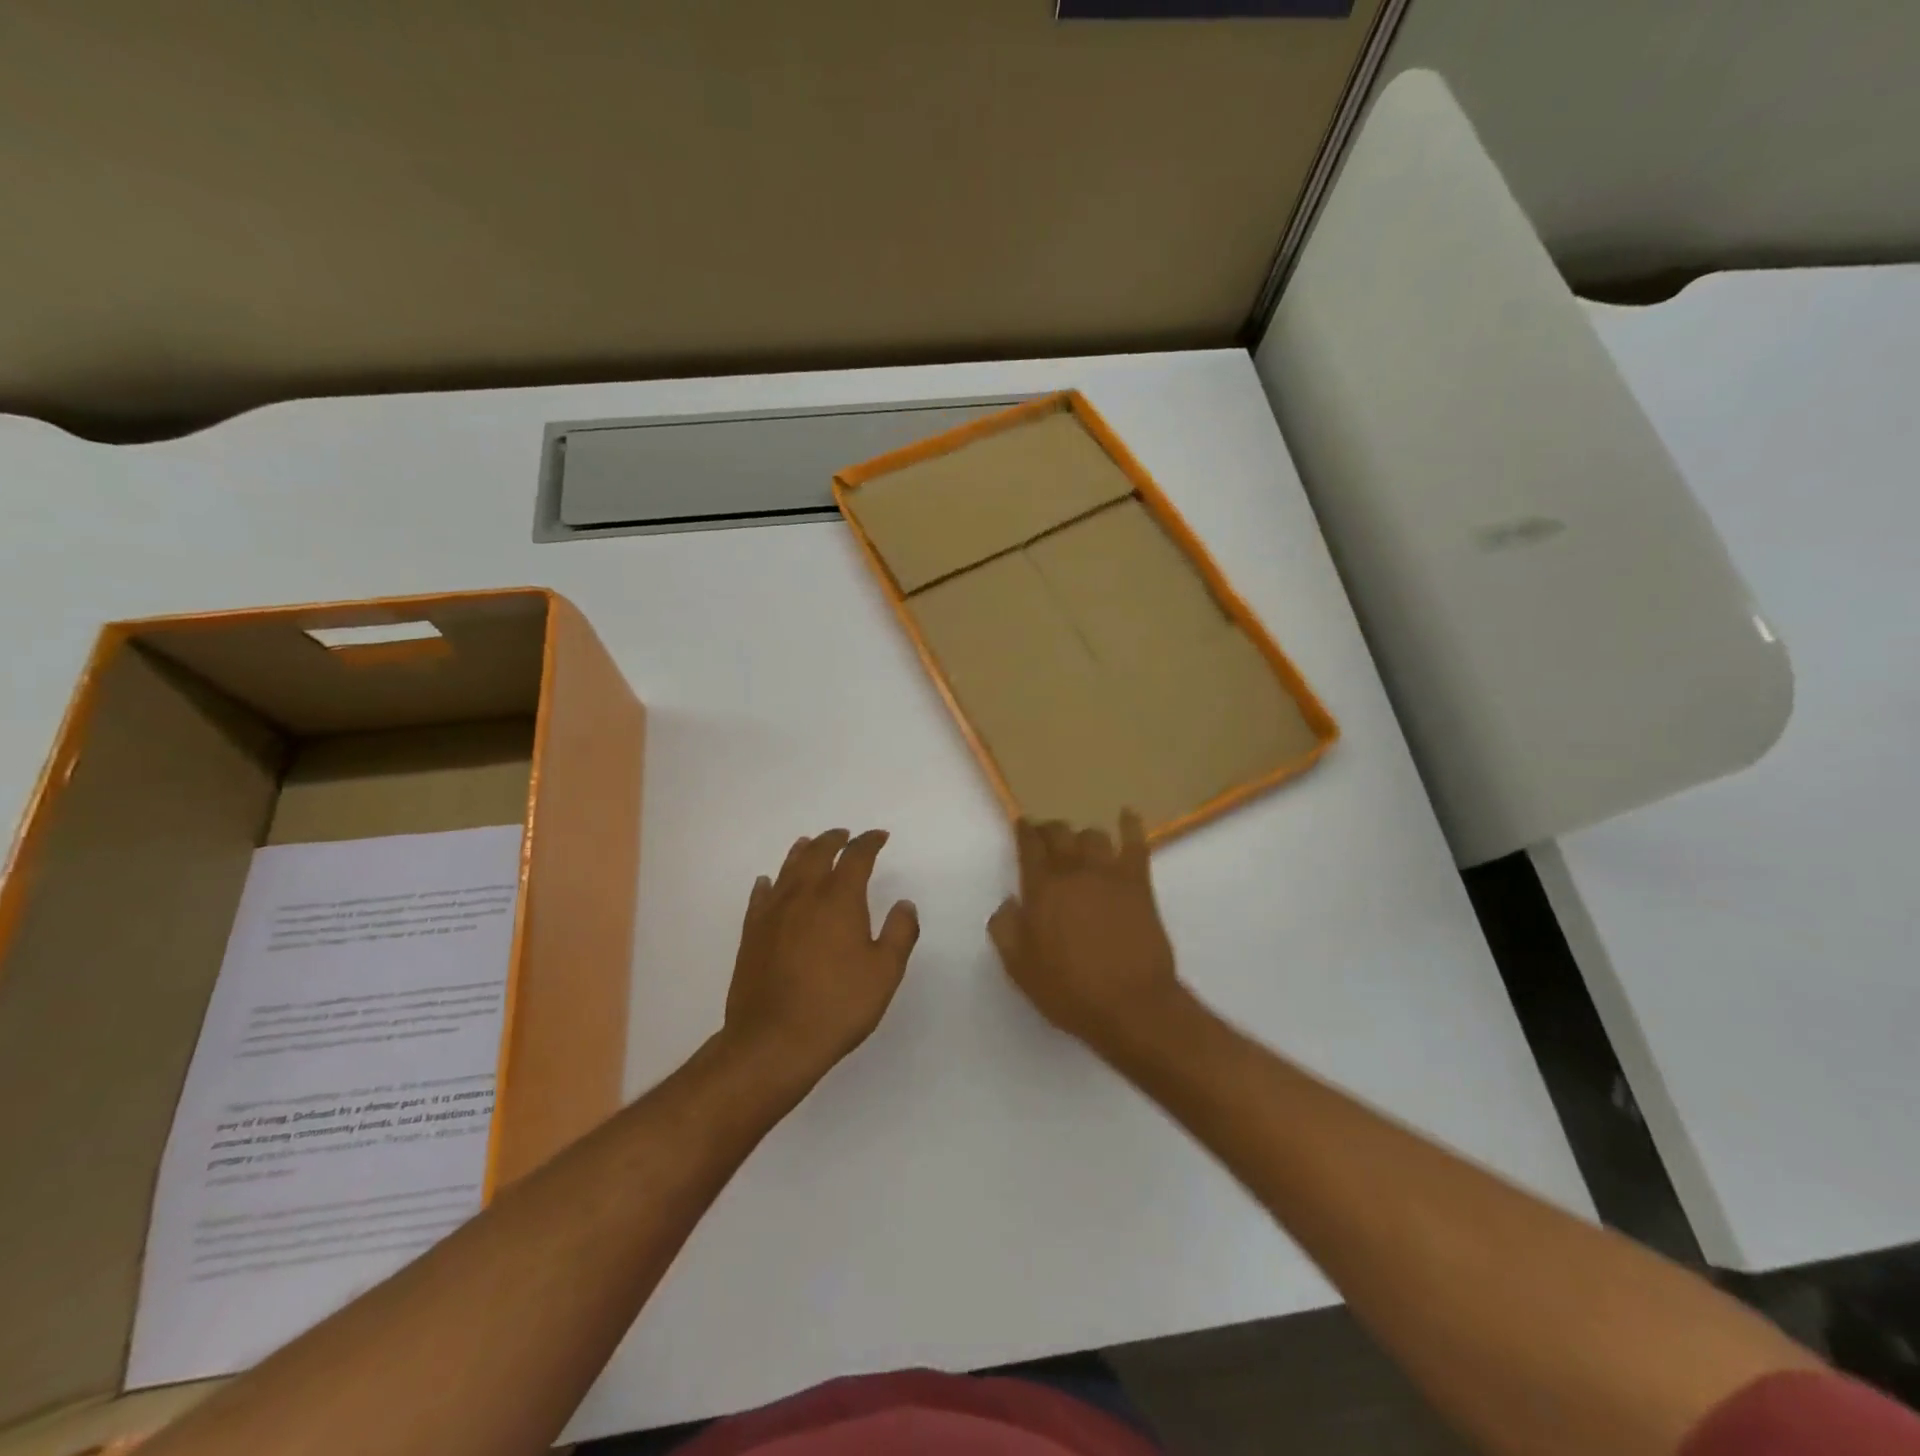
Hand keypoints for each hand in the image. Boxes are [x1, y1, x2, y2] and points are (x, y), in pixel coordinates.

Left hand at [722, 828, 919, 1087]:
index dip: (869, 842)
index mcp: (839, 899)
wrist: (773, 1041)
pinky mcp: (752, 933)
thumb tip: (904, 904)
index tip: (879, 836)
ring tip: (809, 844)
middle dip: (834, 840)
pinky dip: (769, 883)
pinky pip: (760, 896)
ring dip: (802, 852)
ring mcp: (773, 913)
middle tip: (845, 835)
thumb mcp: (885, 972)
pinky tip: (768, 883)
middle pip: (818, 853)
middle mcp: (804, 895)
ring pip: (787, 869)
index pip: (856, 857)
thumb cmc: (837, 1006)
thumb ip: (900, 932)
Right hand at [987, 811, 1188, 1053]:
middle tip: (1047, 836)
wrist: (1130, 1004)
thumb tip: (1009, 903)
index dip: (1024, 831)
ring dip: (1083, 836)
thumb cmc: (1068, 990)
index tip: (1022, 825)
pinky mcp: (1139, 883)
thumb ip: (1005, 929)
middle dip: (1050, 829)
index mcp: (1041, 889)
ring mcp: (1109, 874)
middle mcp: (1073, 871)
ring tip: (1081, 844)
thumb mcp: (1019, 968)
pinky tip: (1127, 814)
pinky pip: (1135, 843)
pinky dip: (1130, 825)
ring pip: (1093, 835)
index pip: (1029, 846)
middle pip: (1059, 833)